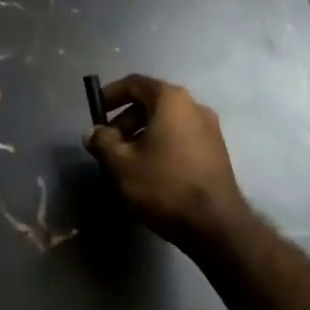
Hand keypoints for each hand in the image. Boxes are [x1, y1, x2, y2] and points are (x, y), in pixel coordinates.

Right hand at [84, 75, 249, 247]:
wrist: (216, 225)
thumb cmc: (164, 185)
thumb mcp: (122, 164)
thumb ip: (102, 142)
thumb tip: (93, 132)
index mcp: (171, 100)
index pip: (135, 83)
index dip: (111, 95)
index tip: (95, 113)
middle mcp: (194, 106)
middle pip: (152, 102)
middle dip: (125, 119)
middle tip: (108, 144)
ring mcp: (210, 129)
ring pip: (167, 122)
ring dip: (142, 134)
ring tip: (126, 161)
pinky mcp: (217, 151)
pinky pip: (181, 137)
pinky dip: (161, 144)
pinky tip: (150, 171)